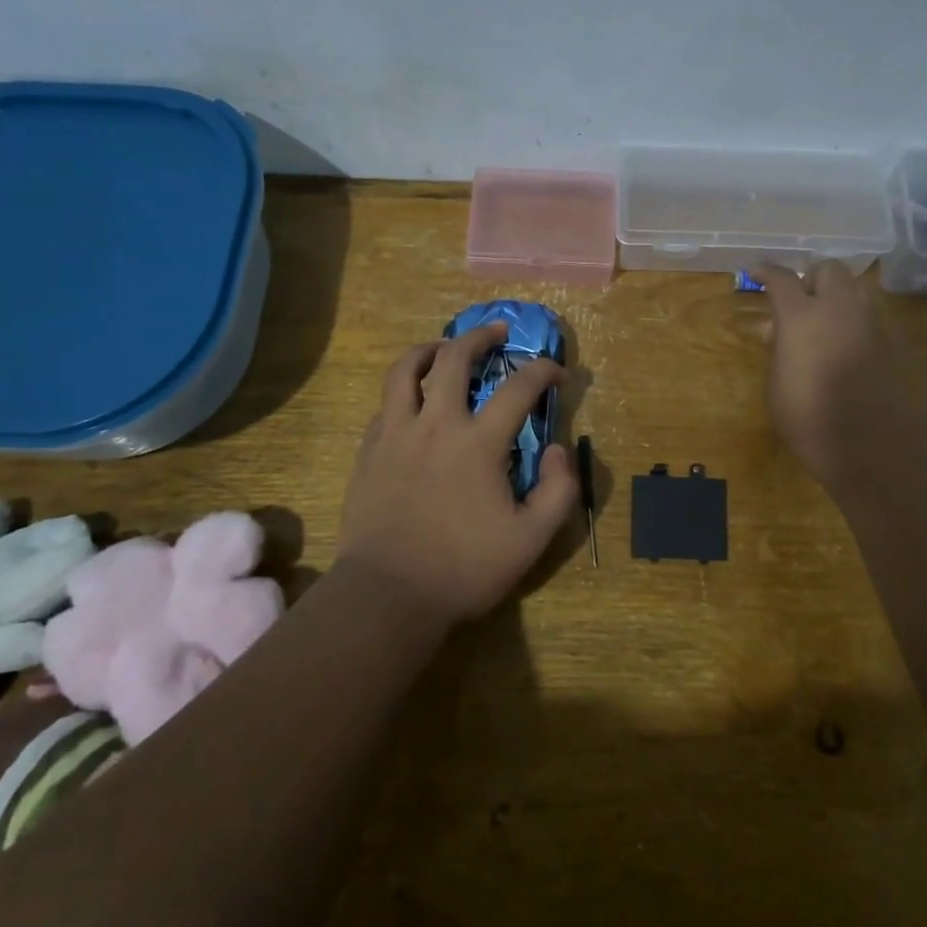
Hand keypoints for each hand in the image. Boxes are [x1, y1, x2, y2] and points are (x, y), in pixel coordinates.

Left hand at [336, 322, 576, 625]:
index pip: (519, 388)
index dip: (543, 371)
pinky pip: (385, 404)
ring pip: (405, 370)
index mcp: (478, 443)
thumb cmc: (464, 568)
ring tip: (442, 347)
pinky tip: (412, 402)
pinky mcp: (368, 451)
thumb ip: (559, 489)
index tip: (557, 373)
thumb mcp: (532, 539)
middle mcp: (436, 424)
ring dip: (429, 349)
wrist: (387, 594)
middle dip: (480, 336)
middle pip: (455, 358)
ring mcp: (395, 434)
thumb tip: (557, 449)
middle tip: (497, 331)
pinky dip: (404, 391)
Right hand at [755, 262, 926, 492]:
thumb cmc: (809, 418)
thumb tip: (781, 332)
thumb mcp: (776, 385)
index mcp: (801, 316)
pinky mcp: (892, 343)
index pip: (781, 278)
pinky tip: (843, 349)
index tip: (755, 272)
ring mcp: (870, 323)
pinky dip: (853, 323)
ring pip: (855, 290)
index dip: (766, 272)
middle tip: (798, 300)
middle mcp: (839, 309)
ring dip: (836, 298)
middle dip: (812, 278)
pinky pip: (869, 318)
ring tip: (822, 324)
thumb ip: (778, 350)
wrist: (873, 446)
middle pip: (829, 269)